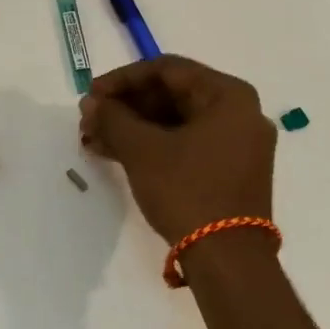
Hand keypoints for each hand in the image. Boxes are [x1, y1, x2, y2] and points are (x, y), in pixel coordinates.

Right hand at [79, 56, 276, 245]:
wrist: (227, 259)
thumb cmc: (187, 190)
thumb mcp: (142, 150)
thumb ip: (113, 118)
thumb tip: (91, 103)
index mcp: (229, 96)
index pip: (168, 69)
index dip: (123, 79)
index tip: (91, 94)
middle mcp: (239, 114)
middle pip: (172, 96)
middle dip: (125, 106)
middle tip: (89, 119)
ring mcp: (236, 145)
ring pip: (175, 123)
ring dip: (132, 128)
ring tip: (93, 139)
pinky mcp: (228, 172)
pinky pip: (184, 145)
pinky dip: (151, 147)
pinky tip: (114, 154)